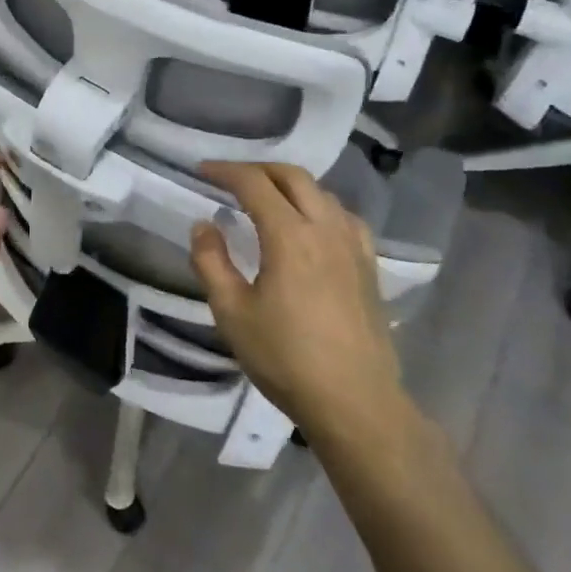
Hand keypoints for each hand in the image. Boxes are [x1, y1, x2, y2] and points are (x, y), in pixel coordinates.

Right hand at [188, 162, 411, 452]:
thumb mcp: (231, 313)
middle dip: (258, 169)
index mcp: (290, 235)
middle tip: (230, 178)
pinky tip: (311, 225)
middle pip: (293, 176)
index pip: (254, 183)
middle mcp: (325, 228)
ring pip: (321, 192)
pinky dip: (319, 205)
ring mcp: (353, 245)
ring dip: (289, 184)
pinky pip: (343, 216)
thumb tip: (204, 225)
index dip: (225, 171)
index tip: (201, 171)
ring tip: (266, 197)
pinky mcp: (369, 265)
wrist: (355, 402)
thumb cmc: (286, 358)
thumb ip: (211, 262)